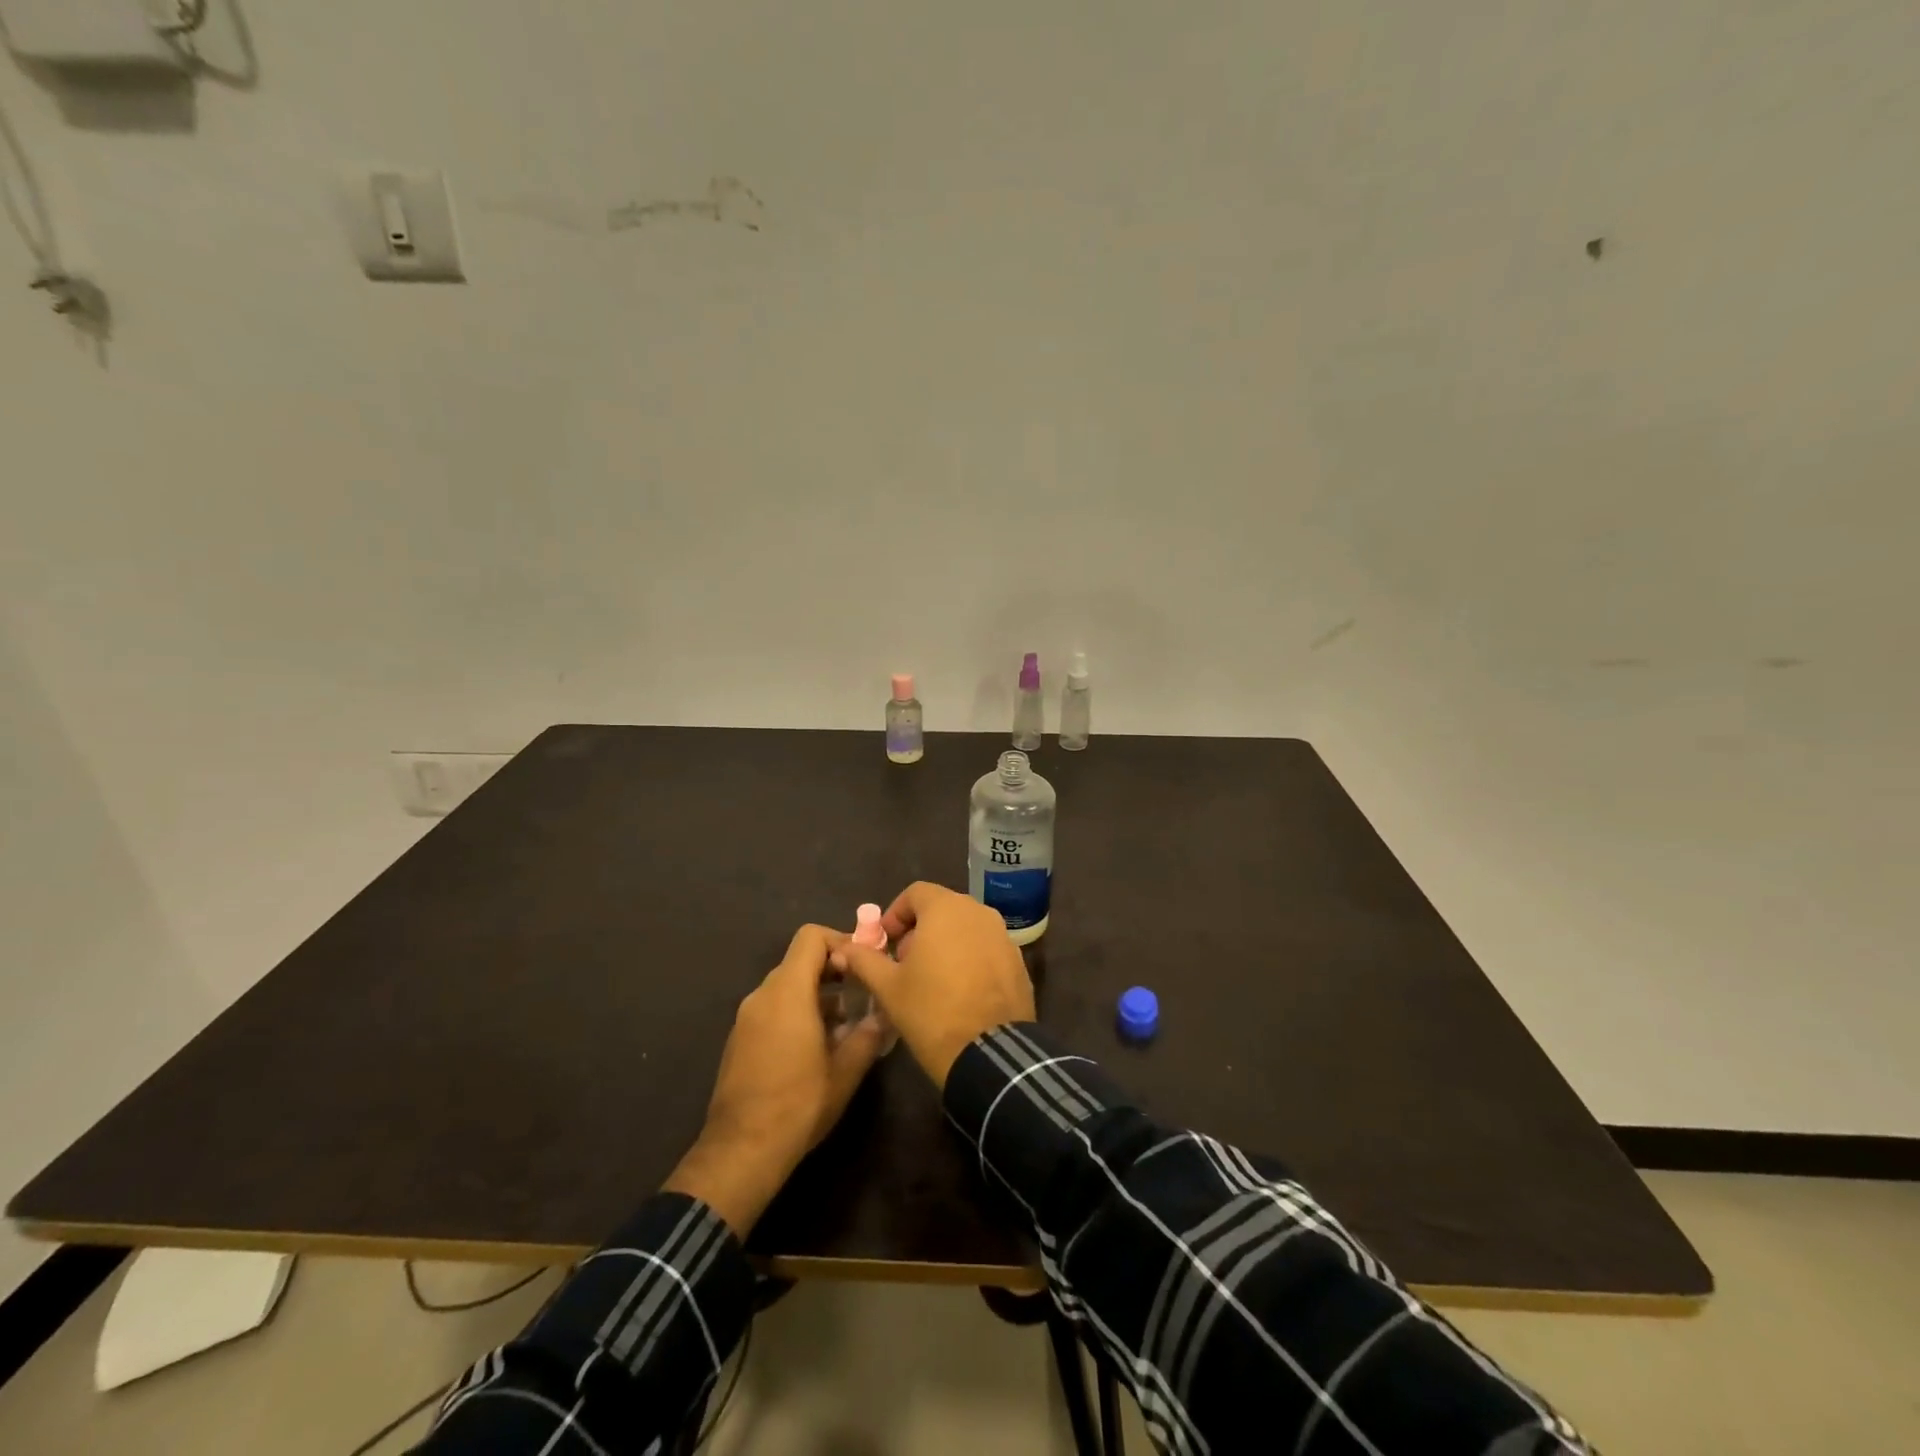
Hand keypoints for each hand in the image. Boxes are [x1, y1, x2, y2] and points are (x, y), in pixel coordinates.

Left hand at [664, 924, 889, 1236]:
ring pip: (787, 986)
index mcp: (787, 992)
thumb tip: (885, 1014)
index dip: (840, 941)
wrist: (740, 1152)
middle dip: (834, 971)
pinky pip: (773, 1008)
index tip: (863, 965)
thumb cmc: (798, 1105)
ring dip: (818, 994)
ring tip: (846, 1025)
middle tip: (862, 994)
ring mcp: (746, 1018)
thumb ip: (869, 1034)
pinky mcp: (739, 1040)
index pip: (811, 937)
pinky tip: (817, 1047)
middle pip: (799, 961)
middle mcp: (762, 996)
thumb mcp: (846, 1071)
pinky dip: (797, 1012)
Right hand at [832, 882, 1035, 1089]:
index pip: (916, 893)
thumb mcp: (888, 987)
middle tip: (903, 963)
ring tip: (930, 979)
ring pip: (966, 928)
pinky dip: (970, 958)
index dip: (895, 914)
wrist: (990, 1054)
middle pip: (942, 908)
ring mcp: (1003, 936)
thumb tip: (843, 948)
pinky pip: (986, 948)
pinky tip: (959, 991)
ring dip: (945, 943)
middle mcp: (979, 912)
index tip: (884, 942)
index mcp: (946, 909)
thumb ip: (864, 960)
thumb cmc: (931, 1011)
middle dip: (919, 929)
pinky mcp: (1018, 961)